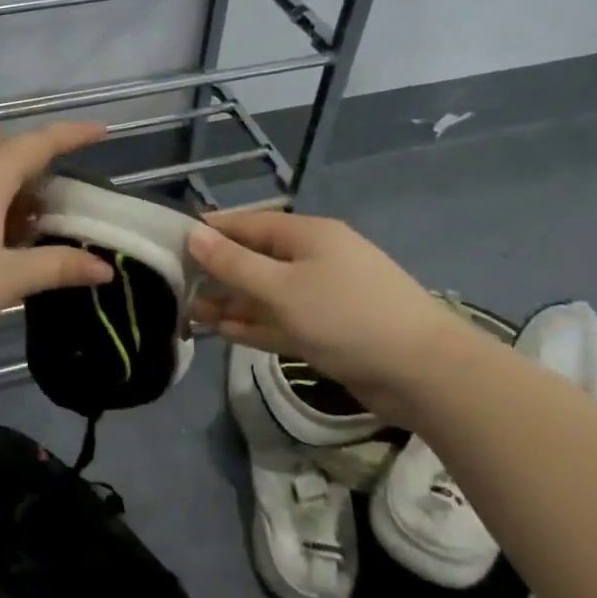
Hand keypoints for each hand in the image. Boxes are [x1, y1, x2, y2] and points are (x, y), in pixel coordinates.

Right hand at [188, 210, 455, 419]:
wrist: (424, 373)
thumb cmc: (346, 317)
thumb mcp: (282, 289)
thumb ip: (234, 264)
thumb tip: (193, 234)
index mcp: (307, 235)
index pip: (247, 224)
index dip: (210, 231)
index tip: (172, 241)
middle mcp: (314, 259)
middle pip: (255, 259)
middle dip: (218, 272)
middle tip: (175, 285)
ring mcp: (323, 295)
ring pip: (266, 293)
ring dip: (232, 302)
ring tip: (190, 312)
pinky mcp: (329, 330)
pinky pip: (282, 319)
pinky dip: (255, 324)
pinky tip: (223, 331)